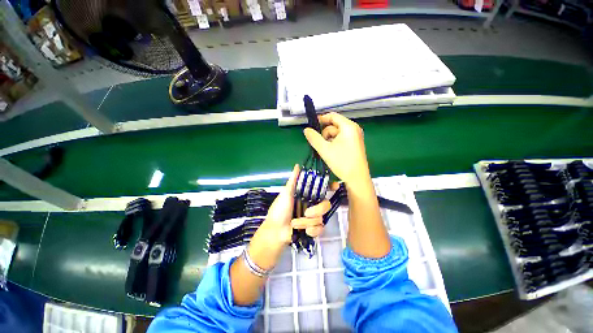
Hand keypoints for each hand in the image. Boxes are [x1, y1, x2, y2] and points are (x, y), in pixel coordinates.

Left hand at [247, 164, 329, 270]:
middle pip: (326, 204)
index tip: (335, 186)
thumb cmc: (279, 210)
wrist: (275, 231)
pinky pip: (320, 229)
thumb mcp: (286, 194)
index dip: (330, 186)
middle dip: (317, 210)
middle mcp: (312, 205)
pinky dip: (311, 230)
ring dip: (307, 222)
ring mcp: (314, 218)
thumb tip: (298, 165)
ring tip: (295, 223)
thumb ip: (293, 180)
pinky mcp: (314, 229)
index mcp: (307, 196)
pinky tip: (303, 231)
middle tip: (306, 212)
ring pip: (321, 218)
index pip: (322, 189)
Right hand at [303, 112, 371, 186]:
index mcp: (348, 127)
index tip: (312, 126)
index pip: (332, 116)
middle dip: (324, 134)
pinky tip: (331, 153)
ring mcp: (355, 137)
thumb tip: (306, 130)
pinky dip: (334, 143)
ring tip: (325, 151)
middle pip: (334, 125)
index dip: (321, 119)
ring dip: (328, 140)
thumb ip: (314, 138)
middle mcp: (354, 129)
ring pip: (337, 133)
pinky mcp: (355, 144)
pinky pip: (341, 139)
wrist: (357, 178)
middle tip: (319, 145)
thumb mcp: (325, 149)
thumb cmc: (342, 162)